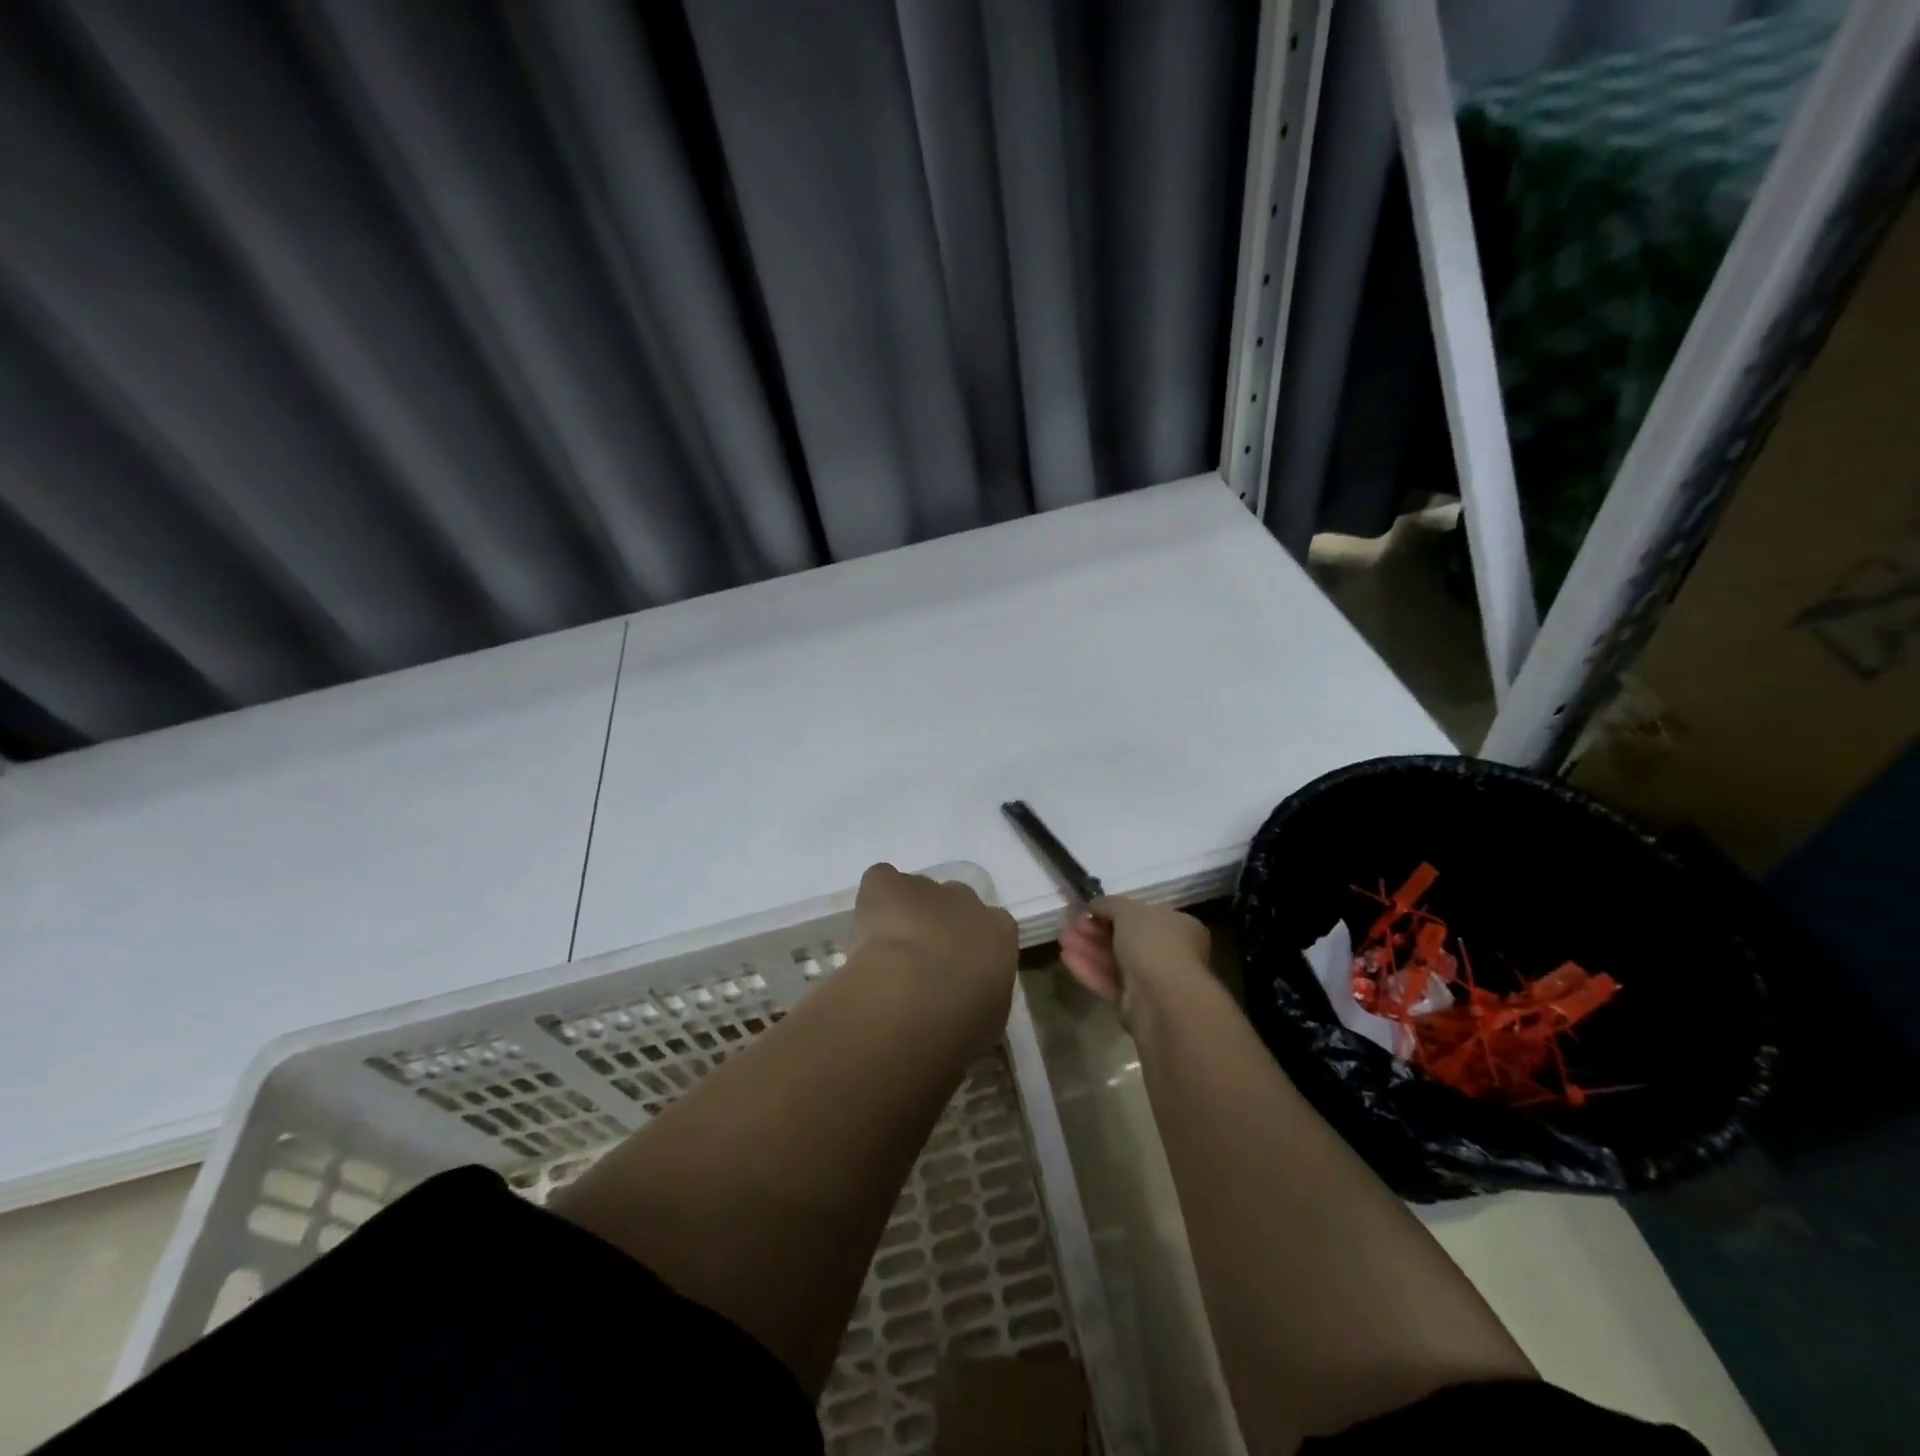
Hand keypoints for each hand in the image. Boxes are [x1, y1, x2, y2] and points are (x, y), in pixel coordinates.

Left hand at [852, 864, 1017, 1037]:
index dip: (970, 946)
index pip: (991, 928)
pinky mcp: (888, 884)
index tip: (956, 971)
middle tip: (918, 962)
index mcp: (999, 931)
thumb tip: (968, 1002)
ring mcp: (926, 886)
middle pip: (953, 902)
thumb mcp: (988, 1019)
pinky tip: (864, 931)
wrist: (916, 998)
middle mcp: (966, 900)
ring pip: (915, 893)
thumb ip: (981, 998)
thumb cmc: (962, 1021)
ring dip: (903, 914)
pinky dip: (873, 899)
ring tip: (885, 951)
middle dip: (938, 924)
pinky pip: (881, 881)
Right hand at [1059, 897, 1210, 1026]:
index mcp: (1178, 928)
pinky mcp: (1134, 1006)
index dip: (1113, 911)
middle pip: (1125, 939)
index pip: (1143, 916)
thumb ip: (1109, 904)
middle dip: (1095, 930)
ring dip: (1087, 948)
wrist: (1163, 999)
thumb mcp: (1128, 910)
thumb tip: (1095, 905)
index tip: (1088, 909)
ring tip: (1061, 937)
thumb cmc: (1153, 944)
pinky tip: (1066, 958)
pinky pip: (1109, 983)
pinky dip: (1089, 970)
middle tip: (1070, 923)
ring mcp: (1152, 982)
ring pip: (1114, 961)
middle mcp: (1169, 954)